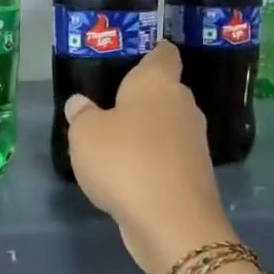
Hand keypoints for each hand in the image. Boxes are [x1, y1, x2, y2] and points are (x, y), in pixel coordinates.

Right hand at [64, 43, 235, 273]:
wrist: (173, 223)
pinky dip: (149, 160)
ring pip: (165, 125)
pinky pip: (166, 156)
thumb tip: (81, 104)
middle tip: (105, 105)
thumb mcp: (85, 134)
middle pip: (163, 91)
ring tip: (111, 142)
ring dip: (143, 132)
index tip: (126, 58)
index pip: (162, 52)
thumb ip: (81, 114)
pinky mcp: (193, 174)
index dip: (147, 51)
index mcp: (158, 83)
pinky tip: (126, 173)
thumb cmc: (125, 161)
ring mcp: (193, 142)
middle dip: (139, 97)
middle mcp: (182, 105)